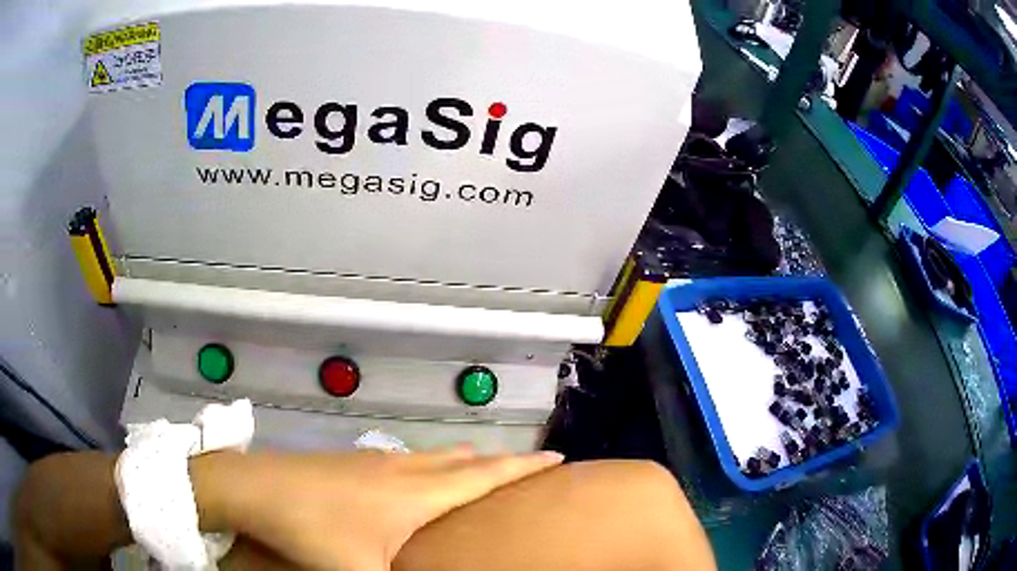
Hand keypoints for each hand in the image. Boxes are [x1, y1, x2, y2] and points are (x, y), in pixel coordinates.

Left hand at [200, 449, 563, 570]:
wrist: (257, 487)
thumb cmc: (315, 530)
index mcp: (417, 493)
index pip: (484, 475)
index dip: (522, 467)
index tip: (557, 457)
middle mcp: (403, 469)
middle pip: (464, 460)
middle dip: (500, 462)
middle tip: (527, 466)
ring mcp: (375, 460)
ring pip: (434, 456)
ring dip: (464, 460)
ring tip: (480, 465)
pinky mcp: (353, 460)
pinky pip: (408, 458)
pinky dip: (431, 463)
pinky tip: (417, 474)